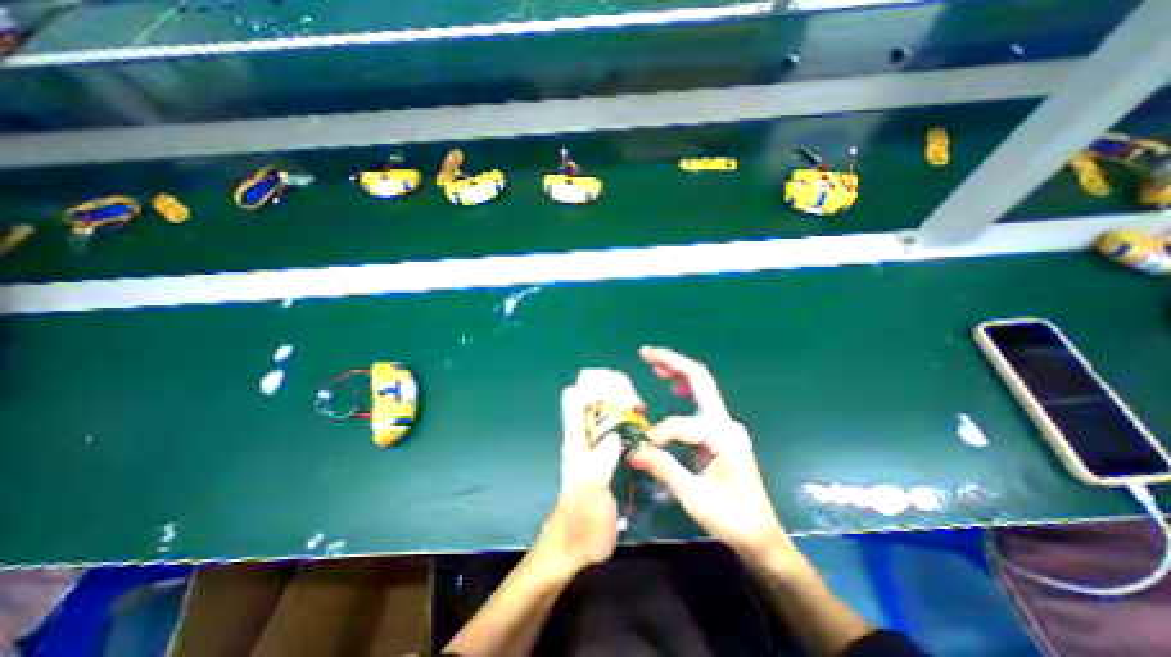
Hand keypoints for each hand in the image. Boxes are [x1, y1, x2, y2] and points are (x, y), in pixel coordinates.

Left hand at [536, 375, 630, 579]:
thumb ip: (603, 460)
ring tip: (641, 410)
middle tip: (636, 403)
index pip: (576, 396)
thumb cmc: (580, 520)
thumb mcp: (591, 489)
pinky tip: (644, 427)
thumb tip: (618, 433)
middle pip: (594, 397)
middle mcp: (584, 435)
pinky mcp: (608, 457)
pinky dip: (629, 421)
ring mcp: (596, 445)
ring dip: (623, 404)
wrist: (576, 545)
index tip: (620, 390)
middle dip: (613, 391)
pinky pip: (618, 429)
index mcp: (575, 437)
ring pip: (607, 411)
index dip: (595, 385)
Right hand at [632, 350, 795, 568]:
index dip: (658, 433)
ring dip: (678, 372)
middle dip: (673, 362)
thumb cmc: (730, 518)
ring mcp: (726, 425)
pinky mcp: (721, 432)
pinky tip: (673, 388)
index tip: (642, 451)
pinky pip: (701, 402)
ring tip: (654, 365)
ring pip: (702, 387)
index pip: (681, 424)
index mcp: (723, 436)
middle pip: (700, 379)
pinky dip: (684, 389)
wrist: (760, 535)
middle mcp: (726, 422)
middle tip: (645, 352)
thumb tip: (632, 450)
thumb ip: (662, 467)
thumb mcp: (693, 496)